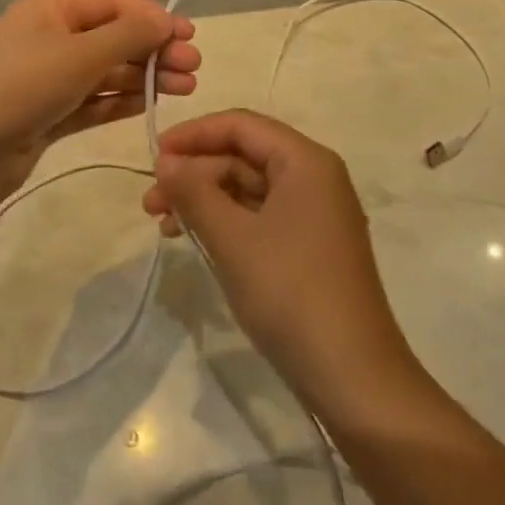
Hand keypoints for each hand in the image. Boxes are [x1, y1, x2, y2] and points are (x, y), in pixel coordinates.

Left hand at [0, 0, 198, 196]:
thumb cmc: (24, 86)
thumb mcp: (80, 54)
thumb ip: (128, 35)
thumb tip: (164, 18)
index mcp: (50, 9)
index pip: (112, 4)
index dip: (152, 17)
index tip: (189, 35)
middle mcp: (49, 36)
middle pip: (112, 37)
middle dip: (153, 50)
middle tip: (193, 68)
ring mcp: (47, 77)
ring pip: (105, 70)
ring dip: (144, 76)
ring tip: (185, 88)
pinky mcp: (47, 113)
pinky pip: (92, 99)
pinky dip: (120, 100)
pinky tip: (149, 104)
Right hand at [143, 110, 422, 424]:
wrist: (354, 379)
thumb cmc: (291, 293)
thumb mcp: (233, 239)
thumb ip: (195, 192)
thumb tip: (165, 160)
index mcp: (305, 161)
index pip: (241, 125)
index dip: (194, 134)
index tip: (153, 156)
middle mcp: (314, 177)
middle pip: (244, 156)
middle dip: (194, 173)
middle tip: (150, 202)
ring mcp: (314, 214)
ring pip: (248, 188)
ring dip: (204, 200)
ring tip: (162, 224)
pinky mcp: (310, 247)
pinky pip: (259, 216)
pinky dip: (225, 223)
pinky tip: (195, 240)